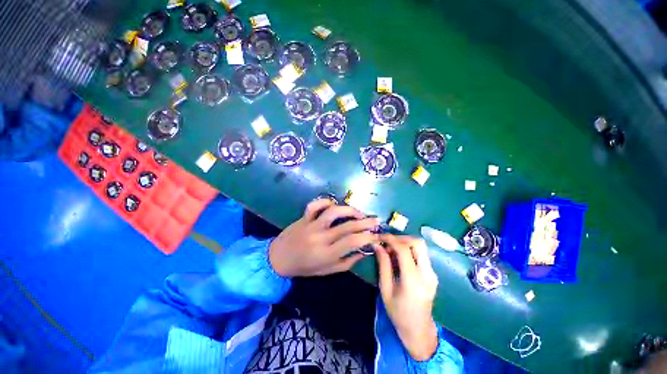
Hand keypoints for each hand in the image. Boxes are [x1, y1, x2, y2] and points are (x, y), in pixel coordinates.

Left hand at [269, 198, 379, 276]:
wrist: (278, 259)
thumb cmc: (304, 267)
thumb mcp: (327, 271)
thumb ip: (347, 262)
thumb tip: (364, 251)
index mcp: (326, 253)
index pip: (352, 242)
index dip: (367, 237)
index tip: (376, 234)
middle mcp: (320, 237)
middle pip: (347, 226)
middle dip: (365, 222)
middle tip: (376, 219)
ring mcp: (311, 225)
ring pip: (333, 212)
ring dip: (349, 210)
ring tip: (359, 213)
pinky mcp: (304, 217)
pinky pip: (315, 205)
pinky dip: (325, 201)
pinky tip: (334, 204)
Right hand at [375, 235, 439, 360]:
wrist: (419, 330)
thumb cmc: (398, 312)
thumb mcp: (385, 289)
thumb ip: (383, 264)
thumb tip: (377, 245)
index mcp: (413, 280)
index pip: (404, 249)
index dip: (391, 239)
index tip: (380, 236)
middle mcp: (427, 274)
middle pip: (418, 243)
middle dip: (401, 238)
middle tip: (387, 242)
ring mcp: (433, 273)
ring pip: (421, 246)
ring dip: (405, 243)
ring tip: (391, 249)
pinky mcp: (433, 273)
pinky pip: (421, 254)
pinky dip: (409, 250)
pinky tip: (399, 257)